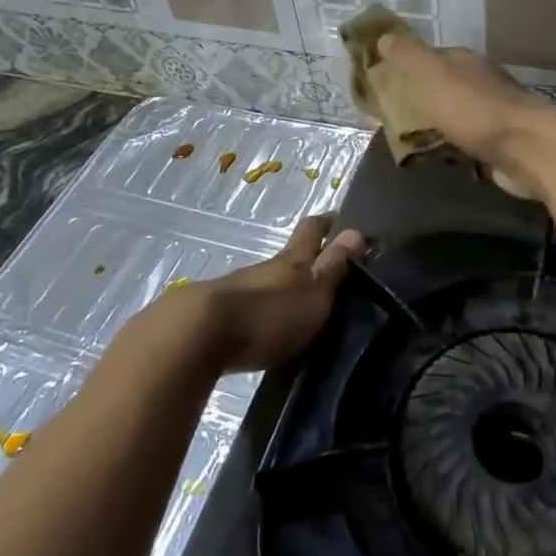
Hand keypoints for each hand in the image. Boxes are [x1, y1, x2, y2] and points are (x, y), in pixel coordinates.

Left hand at [179, 215, 365, 372]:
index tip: (339, 219)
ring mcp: (239, 290)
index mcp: (292, 260)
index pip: (312, 230)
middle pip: (289, 256)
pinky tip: (266, 330)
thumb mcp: (313, 291)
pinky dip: (261, 313)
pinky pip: (248, 308)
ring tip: (298, 308)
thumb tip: (356, 231)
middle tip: (326, 271)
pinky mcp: (219, 317)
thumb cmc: (270, 312)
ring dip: (281, 289)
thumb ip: (333, 266)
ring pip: (267, 282)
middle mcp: (265, 268)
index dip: (326, 223)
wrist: (199, 336)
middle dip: (306, 258)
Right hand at [374, 33, 555, 197]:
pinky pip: (466, 141)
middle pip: (442, 86)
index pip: (429, 57)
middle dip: (419, 98)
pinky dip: (452, 146)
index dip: (405, 67)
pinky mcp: (499, 144)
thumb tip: (383, 36)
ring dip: (436, 124)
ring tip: (407, 142)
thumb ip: (408, 56)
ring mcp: (492, 114)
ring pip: (454, 115)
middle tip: (389, 117)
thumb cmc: (475, 109)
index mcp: (464, 62)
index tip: (380, 82)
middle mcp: (480, 83)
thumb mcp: (433, 75)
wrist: (528, 148)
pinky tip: (437, 157)